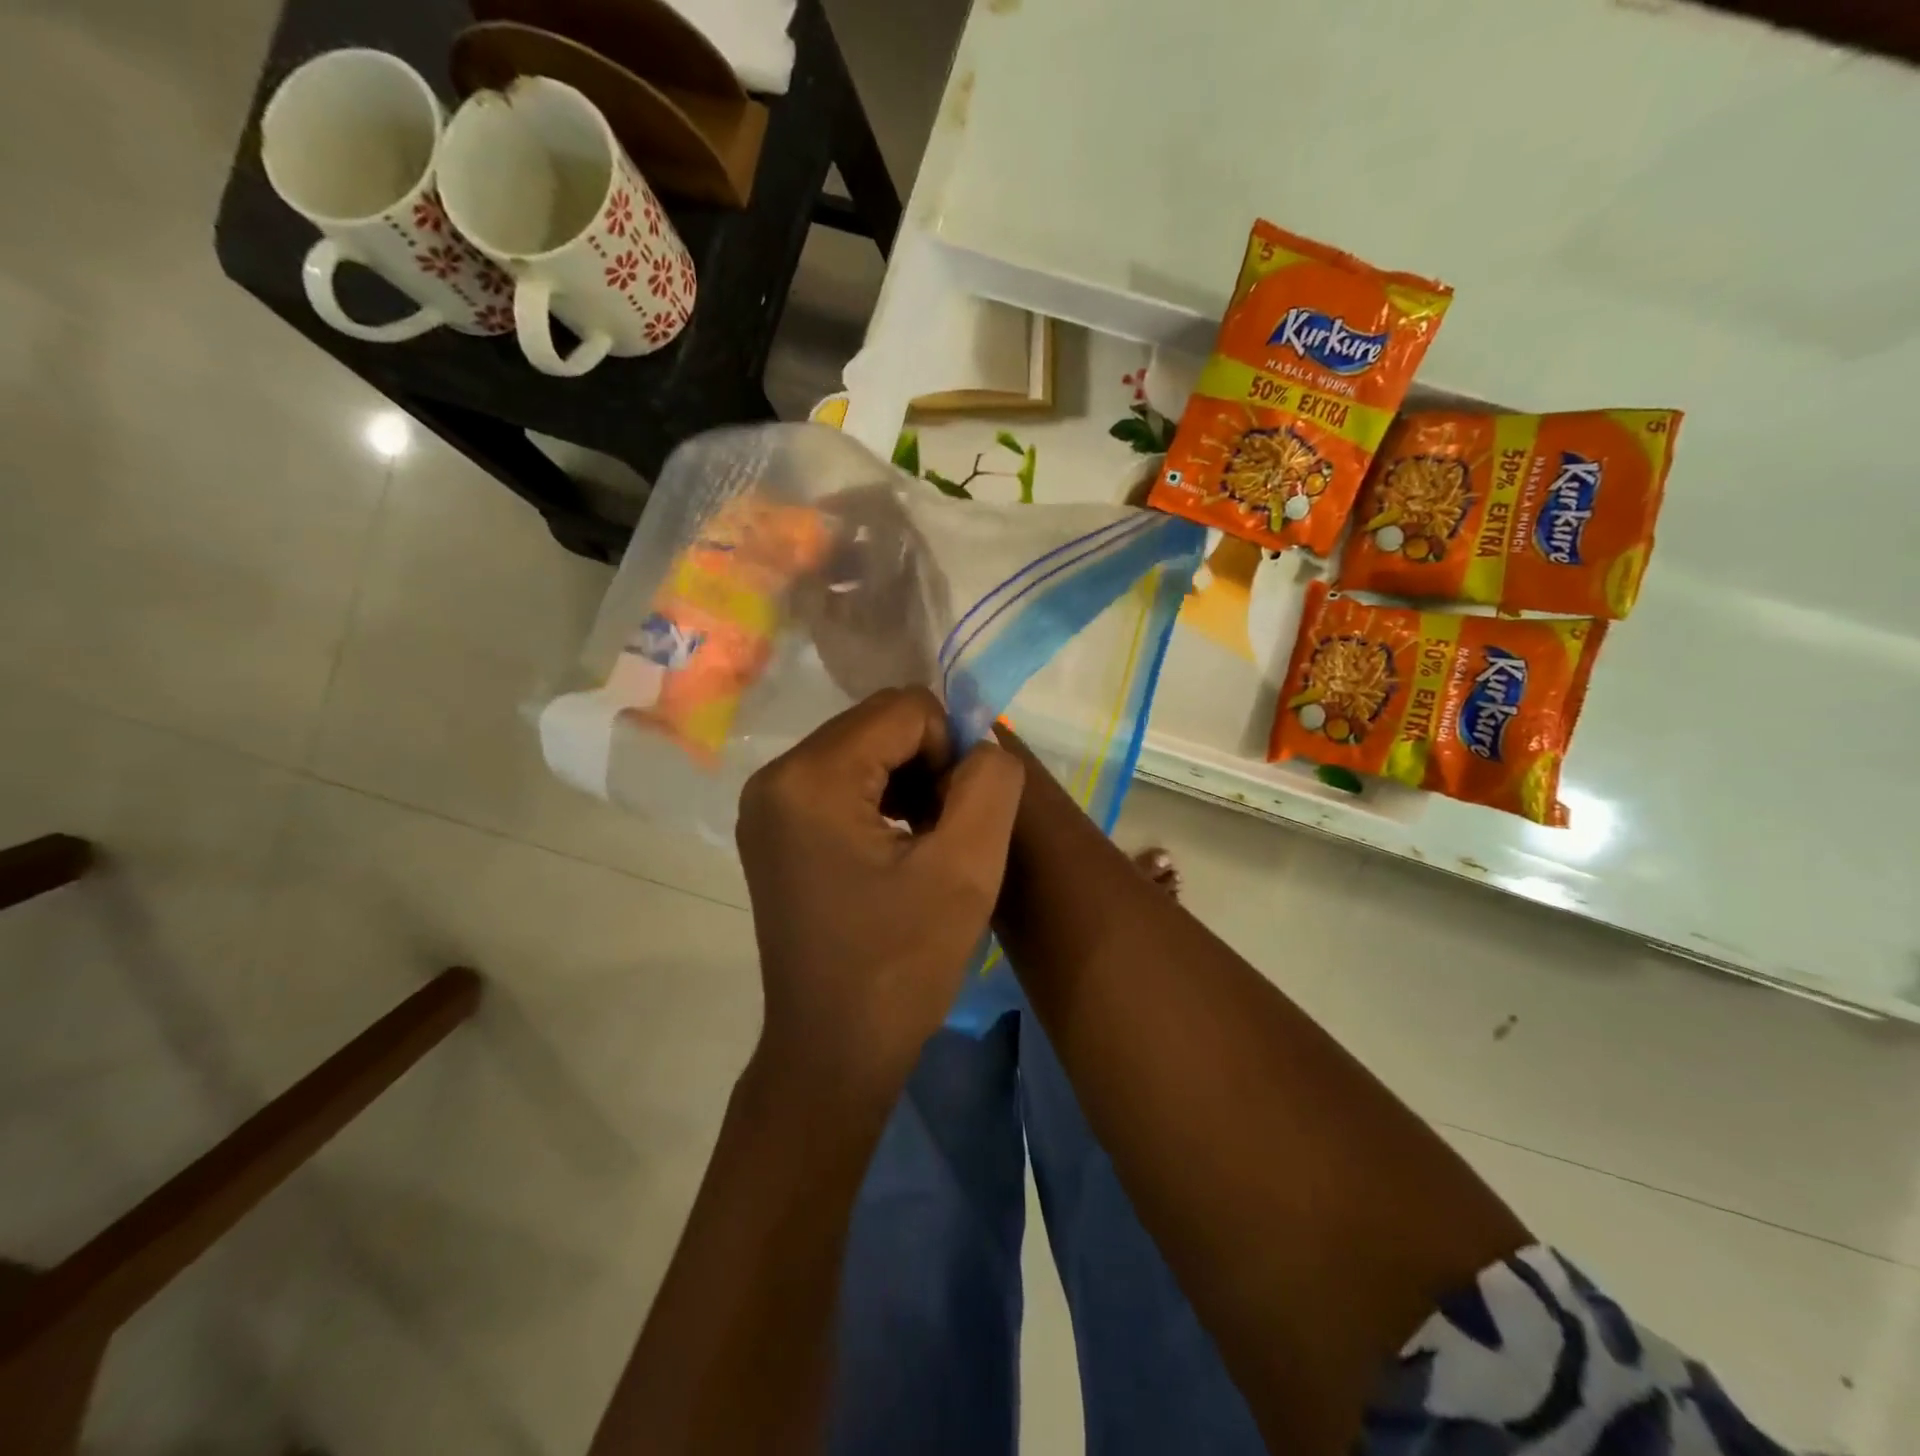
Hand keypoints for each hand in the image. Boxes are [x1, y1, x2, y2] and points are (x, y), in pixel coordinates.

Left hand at [736, 687, 1023, 1105]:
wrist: (833, 1051)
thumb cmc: (900, 966)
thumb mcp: (967, 869)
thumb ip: (991, 782)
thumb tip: (981, 744)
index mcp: (810, 778)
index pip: (905, 709)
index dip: (951, 752)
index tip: (961, 819)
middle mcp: (775, 776)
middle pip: (879, 724)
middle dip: (928, 764)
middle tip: (946, 833)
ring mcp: (768, 804)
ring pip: (864, 749)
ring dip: (909, 782)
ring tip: (927, 844)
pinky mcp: (774, 828)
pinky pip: (843, 780)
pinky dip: (883, 800)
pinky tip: (900, 849)